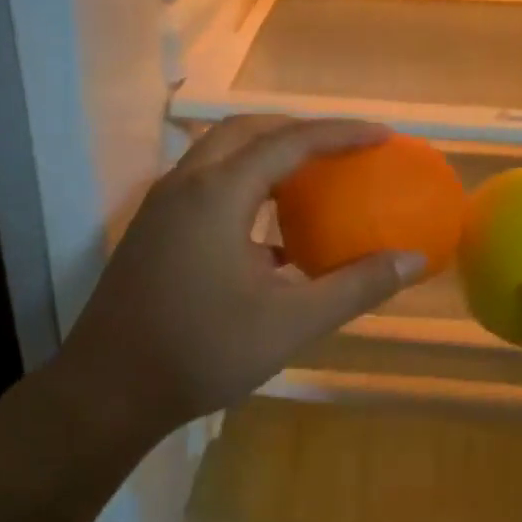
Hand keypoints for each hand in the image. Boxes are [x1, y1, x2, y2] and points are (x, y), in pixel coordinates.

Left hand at [52, 116, 426, 446]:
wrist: (108, 391)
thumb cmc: (201, 352)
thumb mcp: (290, 323)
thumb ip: (355, 286)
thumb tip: (413, 261)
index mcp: (217, 194)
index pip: (289, 142)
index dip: (340, 133)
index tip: (382, 135)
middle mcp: (185, 185)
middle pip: (246, 132)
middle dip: (297, 130)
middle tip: (342, 148)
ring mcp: (161, 207)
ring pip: (219, 156)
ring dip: (266, 156)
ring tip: (310, 180)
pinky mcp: (152, 232)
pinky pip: (205, 187)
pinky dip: (243, 188)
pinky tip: (269, 234)